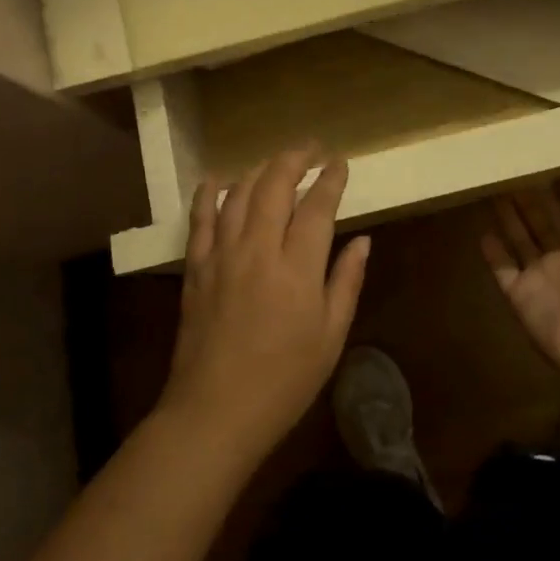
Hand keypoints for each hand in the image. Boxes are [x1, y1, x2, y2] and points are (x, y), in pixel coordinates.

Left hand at [158, 147, 369, 464]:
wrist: (215, 411)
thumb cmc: (284, 381)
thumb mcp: (330, 337)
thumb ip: (346, 282)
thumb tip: (363, 240)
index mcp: (298, 268)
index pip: (318, 206)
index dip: (331, 178)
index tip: (340, 162)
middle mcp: (258, 249)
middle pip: (275, 184)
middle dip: (295, 157)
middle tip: (311, 148)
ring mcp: (222, 254)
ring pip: (240, 192)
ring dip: (260, 169)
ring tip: (277, 163)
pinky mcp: (196, 266)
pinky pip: (201, 217)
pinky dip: (211, 191)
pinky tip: (220, 179)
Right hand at [482, 165, 559, 381]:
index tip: (548, 158)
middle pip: (542, 222)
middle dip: (528, 198)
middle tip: (510, 166)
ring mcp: (539, 278)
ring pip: (520, 240)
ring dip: (508, 217)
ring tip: (491, 188)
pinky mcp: (518, 294)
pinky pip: (502, 269)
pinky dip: (492, 252)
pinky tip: (481, 230)